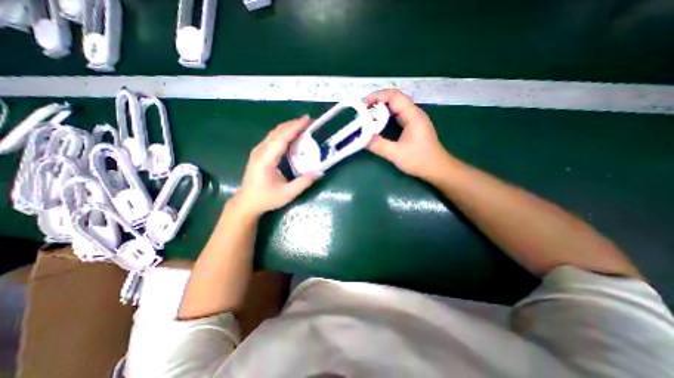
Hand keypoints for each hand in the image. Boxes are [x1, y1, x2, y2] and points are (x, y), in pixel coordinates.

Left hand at [232, 117, 319, 219]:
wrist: (247, 202)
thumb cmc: (266, 198)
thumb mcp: (287, 194)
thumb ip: (303, 182)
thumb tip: (319, 172)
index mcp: (266, 159)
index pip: (282, 137)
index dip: (295, 127)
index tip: (307, 119)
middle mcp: (260, 151)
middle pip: (277, 131)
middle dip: (294, 124)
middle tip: (309, 122)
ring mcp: (258, 151)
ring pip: (274, 133)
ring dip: (289, 127)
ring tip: (303, 126)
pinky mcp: (259, 153)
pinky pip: (272, 138)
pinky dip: (284, 133)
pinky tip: (292, 135)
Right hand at [367, 89, 448, 180]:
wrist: (438, 169)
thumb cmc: (419, 160)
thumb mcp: (396, 154)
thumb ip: (378, 145)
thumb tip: (361, 138)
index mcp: (413, 115)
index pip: (394, 96)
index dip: (377, 96)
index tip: (363, 105)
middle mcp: (414, 113)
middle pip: (394, 99)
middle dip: (377, 102)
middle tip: (362, 112)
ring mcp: (415, 119)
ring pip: (396, 107)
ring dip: (381, 110)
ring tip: (367, 117)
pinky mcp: (413, 126)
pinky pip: (398, 115)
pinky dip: (386, 117)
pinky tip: (379, 124)